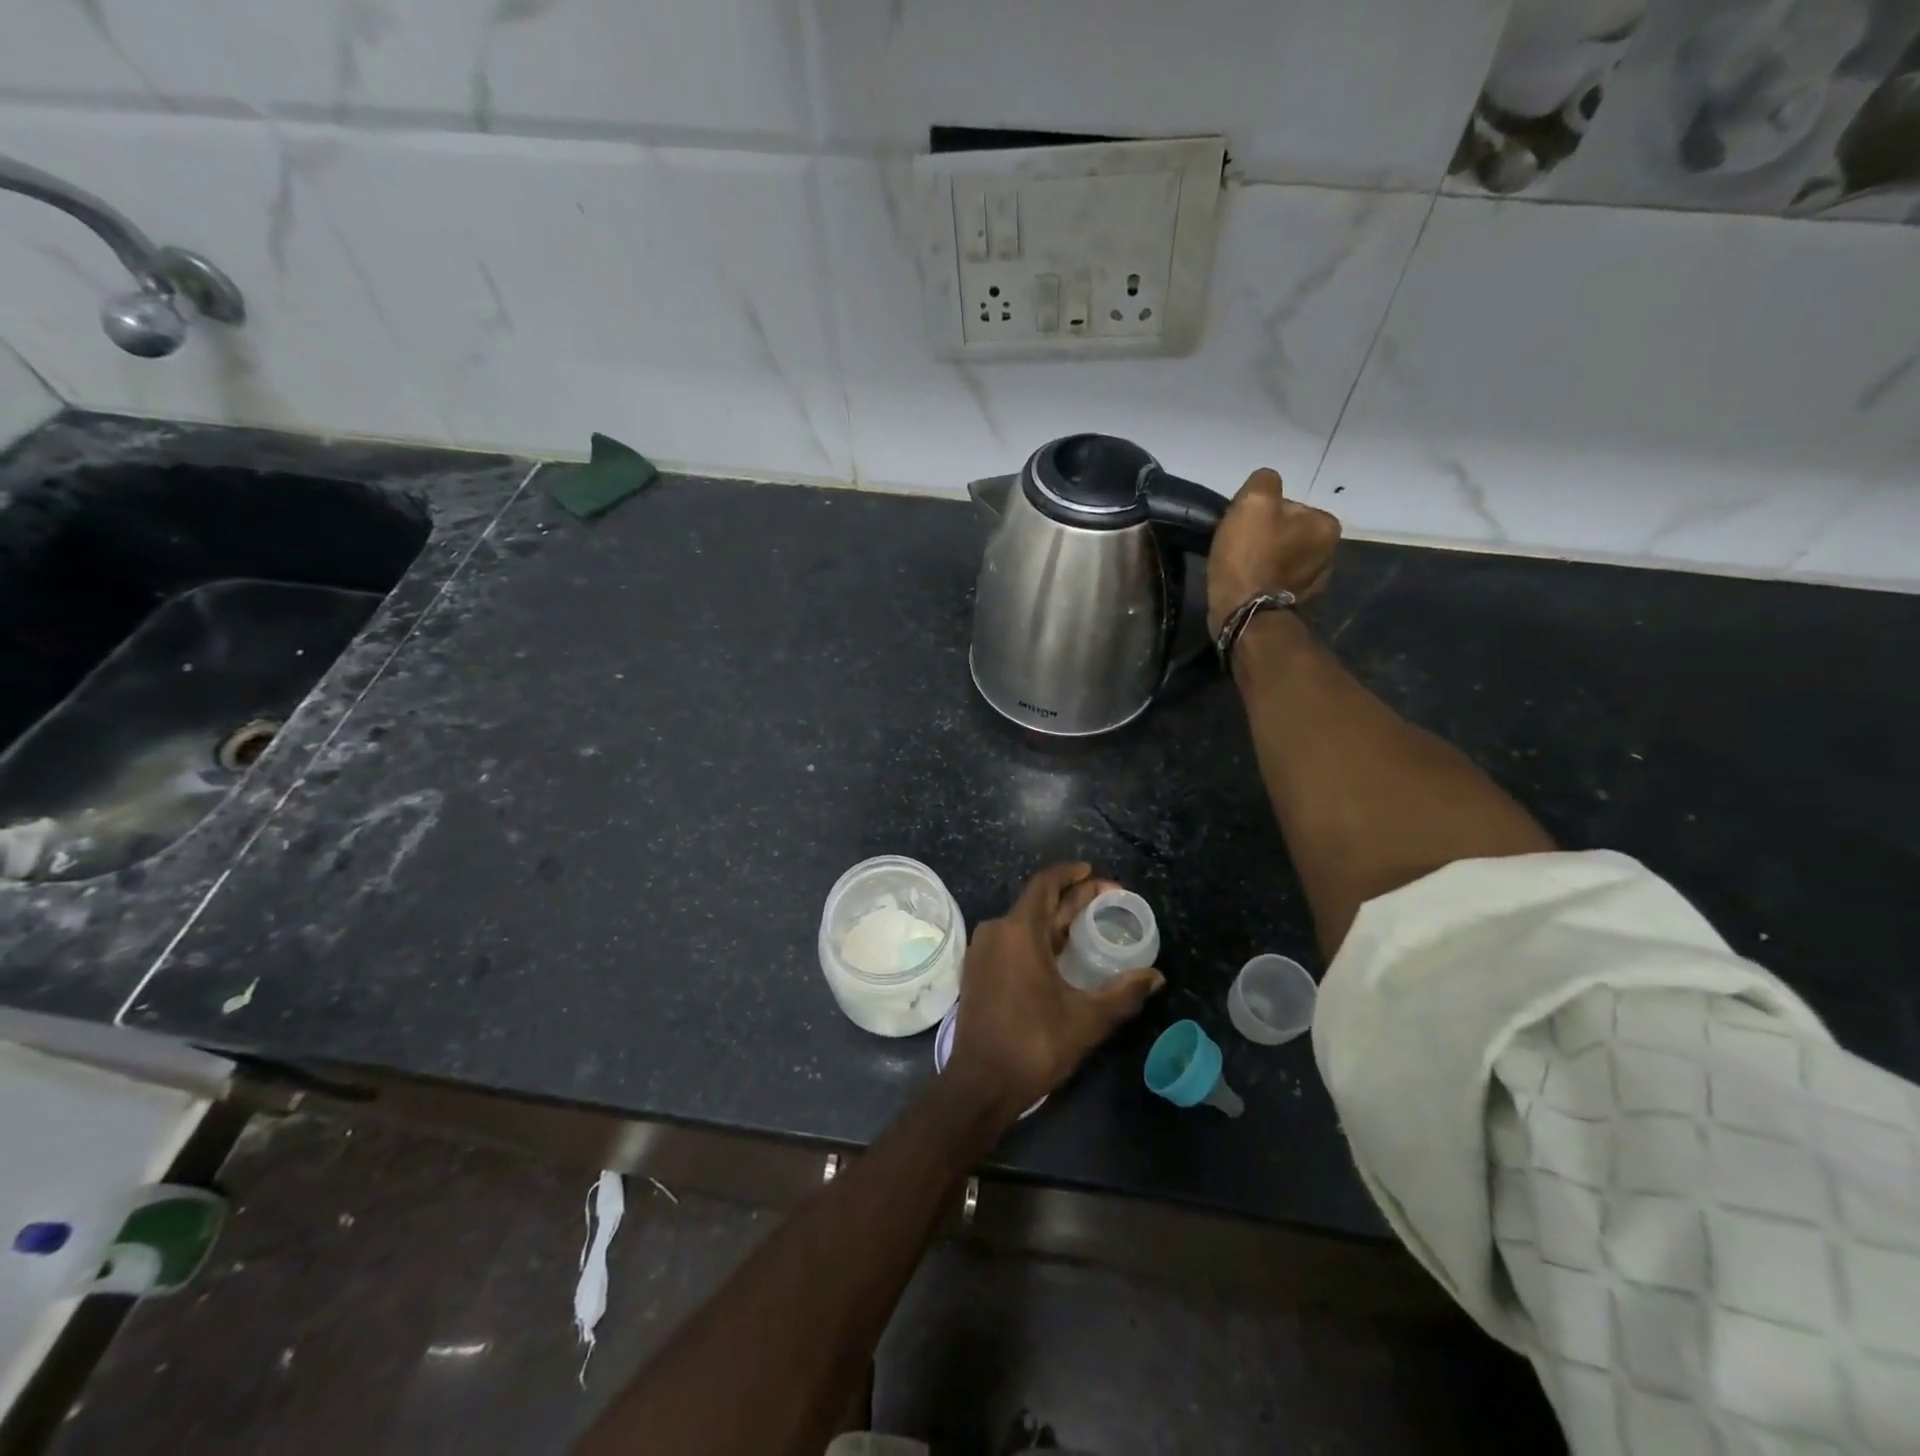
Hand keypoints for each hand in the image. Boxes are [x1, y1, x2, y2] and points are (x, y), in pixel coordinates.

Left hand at [947, 863, 1164, 1118]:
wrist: (980, 1083)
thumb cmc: (1034, 1044)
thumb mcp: (1086, 1019)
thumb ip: (1123, 994)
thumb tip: (1156, 977)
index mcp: (1019, 931)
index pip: (1045, 884)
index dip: (1070, 874)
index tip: (1094, 873)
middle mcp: (996, 931)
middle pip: (1038, 902)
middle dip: (1072, 898)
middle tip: (1107, 900)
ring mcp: (983, 951)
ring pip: (1024, 922)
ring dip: (1055, 919)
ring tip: (1088, 924)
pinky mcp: (978, 970)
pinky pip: (1011, 940)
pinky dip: (1037, 938)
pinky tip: (1060, 952)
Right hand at [1206, 468, 1341, 636]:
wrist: (1243, 614)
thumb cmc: (1250, 555)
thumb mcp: (1254, 501)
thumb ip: (1264, 481)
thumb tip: (1266, 485)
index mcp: (1326, 525)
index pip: (1288, 506)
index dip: (1259, 513)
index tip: (1242, 528)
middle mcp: (1330, 553)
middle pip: (1286, 532)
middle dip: (1264, 537)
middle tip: (1238, 549)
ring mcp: (1314, 584)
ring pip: (1281, 558)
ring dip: (1263, 560)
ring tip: (1239, 569)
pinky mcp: (1296, 605)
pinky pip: (1276, 582)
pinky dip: (1262, 581)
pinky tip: (1246, 585)